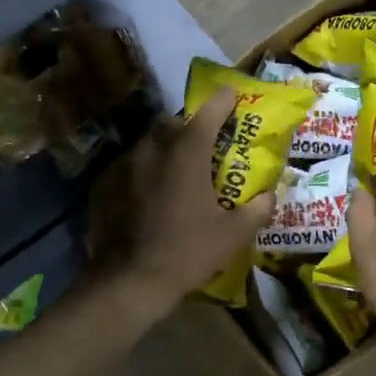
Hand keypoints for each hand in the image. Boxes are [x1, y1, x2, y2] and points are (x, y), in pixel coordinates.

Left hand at [88, 88, 274, 317]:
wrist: (129, 280)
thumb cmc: (187, 251)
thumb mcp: (233, 235)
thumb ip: (257, 210)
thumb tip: (270, 196)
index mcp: (187, 153)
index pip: (208, 112)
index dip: (222, 100)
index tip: (232, 95)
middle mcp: (154, 149)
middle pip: (173, 123)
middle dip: (189, 127)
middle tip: (203, 146)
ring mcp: (125, 165)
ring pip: (149, 143)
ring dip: (164, 149)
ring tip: (176, 171)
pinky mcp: (105, 184)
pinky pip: (130, 167)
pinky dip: (143, 172)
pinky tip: (149, 195)